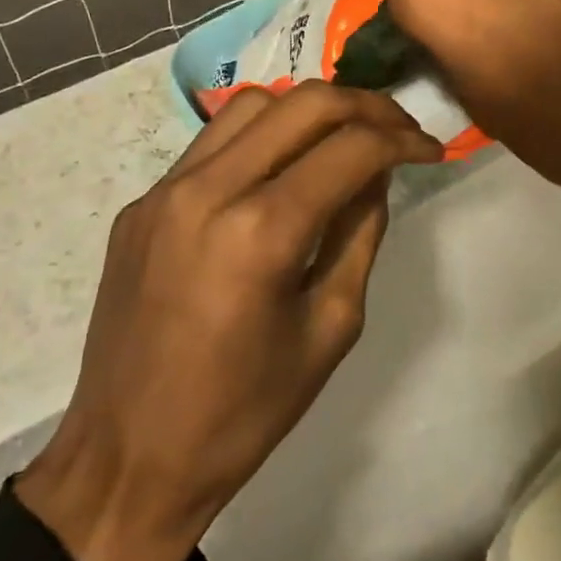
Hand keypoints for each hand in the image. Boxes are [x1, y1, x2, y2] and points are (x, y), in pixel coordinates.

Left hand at [15, 82, 440, 560]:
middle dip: (366, 106)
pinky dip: (260, 138)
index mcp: (261, 232)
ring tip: (343, 139)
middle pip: (303, 103)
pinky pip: (210, 144)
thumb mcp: (330, 327)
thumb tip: (375, 174)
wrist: (129, 458)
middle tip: (399, 130)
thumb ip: (359, 235)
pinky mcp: (141, 204)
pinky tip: (281, 170)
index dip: (403, 139)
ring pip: (252, 106)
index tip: (431, 150)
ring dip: (309, 111)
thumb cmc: (244, 412)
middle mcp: (208, 190)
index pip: (350, 148)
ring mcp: (164, 191)